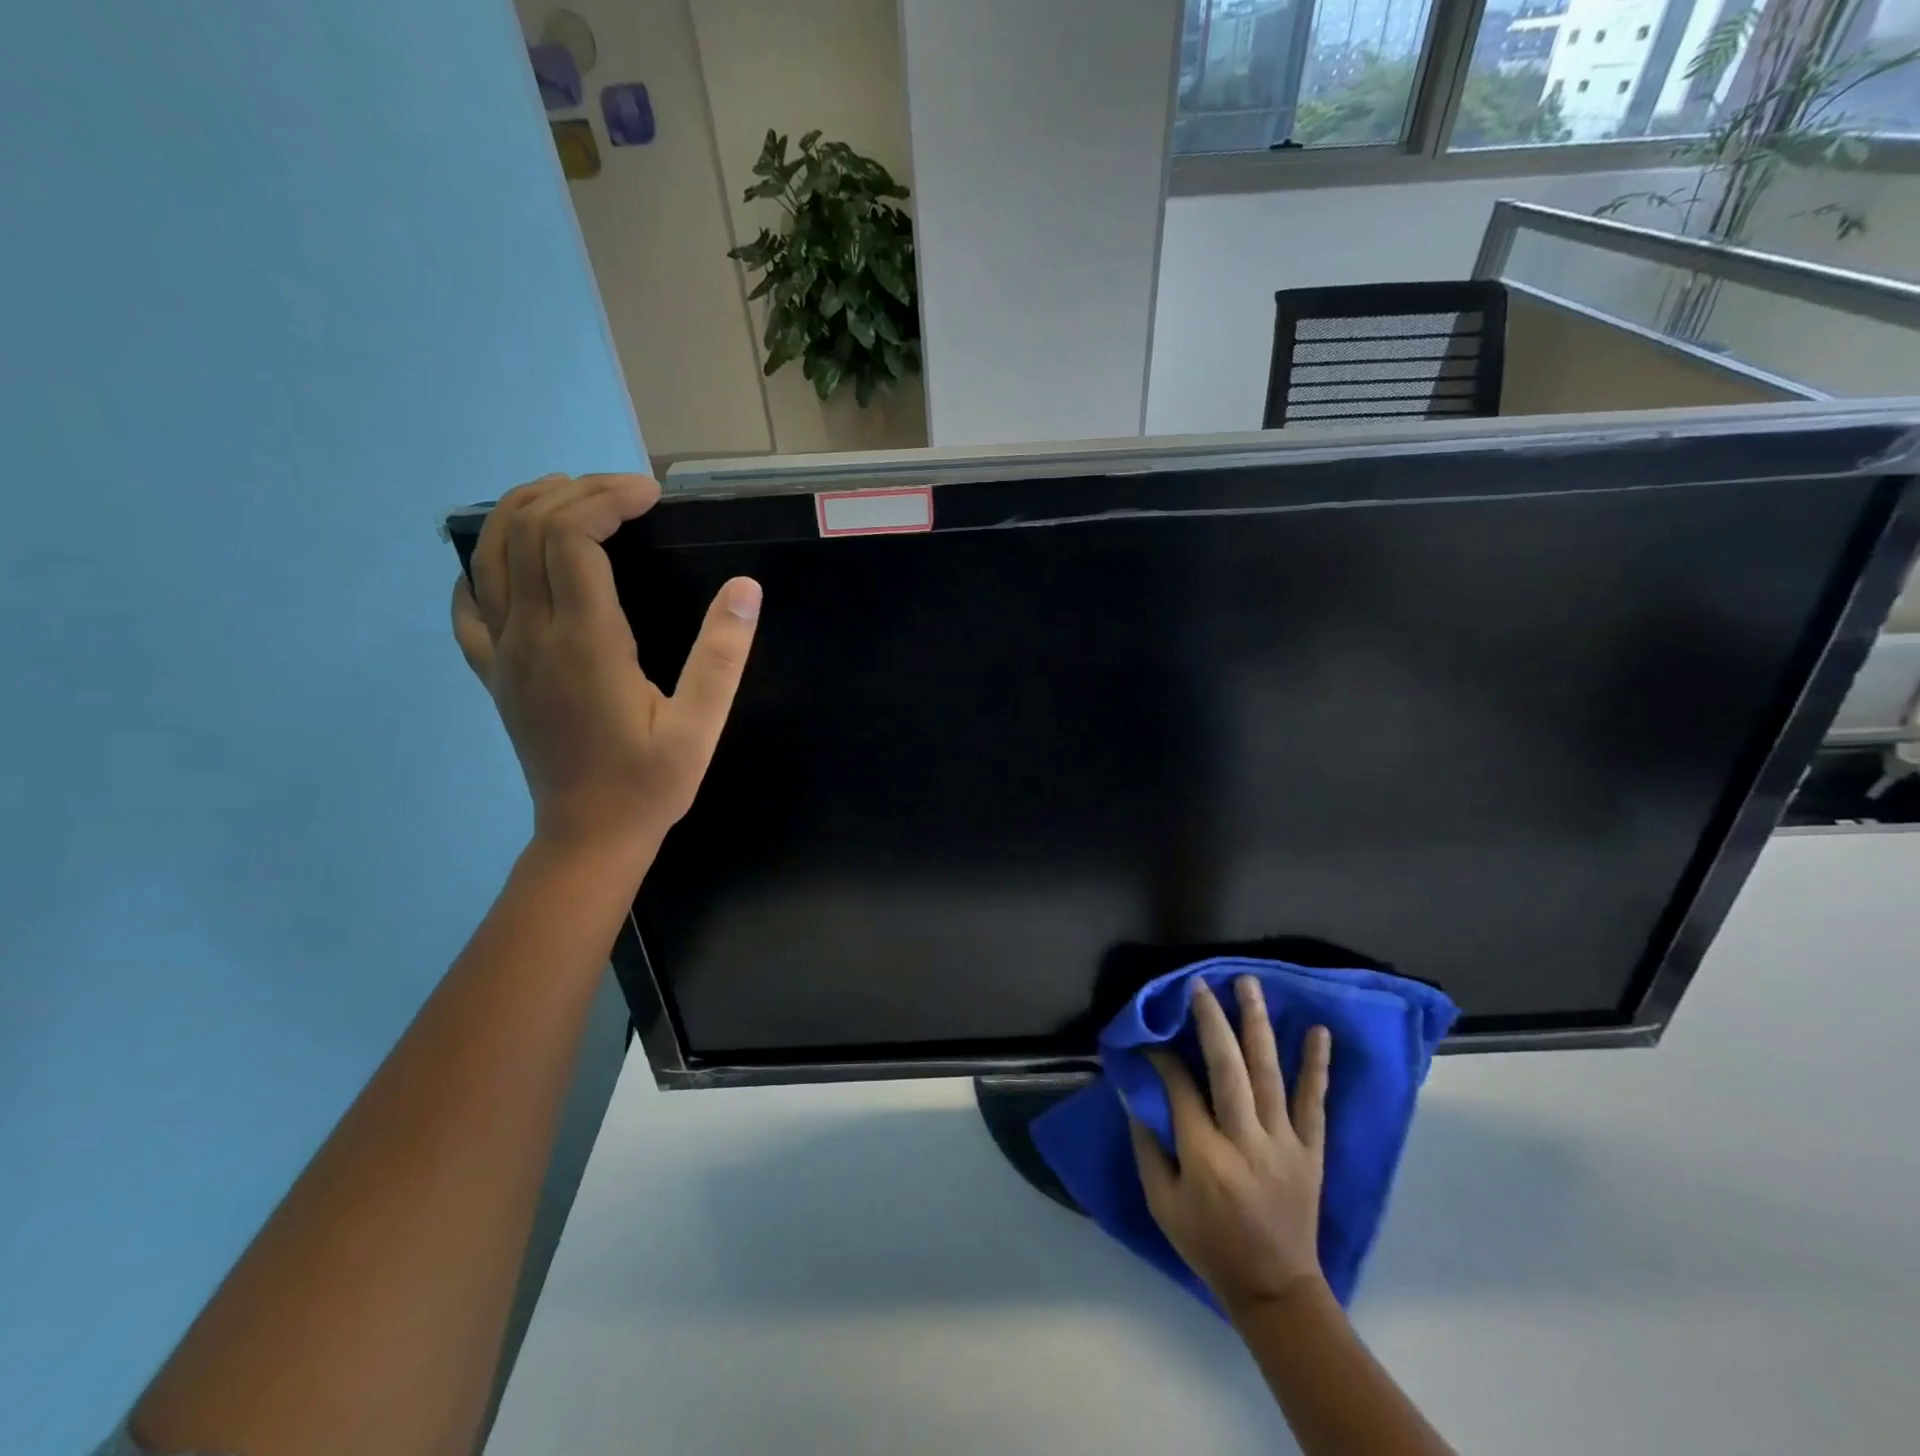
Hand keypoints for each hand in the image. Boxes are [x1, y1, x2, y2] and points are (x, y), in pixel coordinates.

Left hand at [452, 473, 760, 861]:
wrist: (588, 837)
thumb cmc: (649, 783)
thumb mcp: (700, 726)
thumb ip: (722, 655)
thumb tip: (745, 589)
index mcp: (584, 642)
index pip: (572, 536)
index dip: (607, 498)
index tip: (650, 496)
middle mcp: (531, 635)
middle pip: (526, 530)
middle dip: (574, 492)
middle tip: (625, 494)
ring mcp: (503, 653)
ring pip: (489, 555)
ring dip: (525, 511)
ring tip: (572, 498)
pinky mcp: (494, 673)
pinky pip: (469, 604)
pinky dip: (484, 565)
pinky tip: (512, 562)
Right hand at [1130, 977, 1332, 1319]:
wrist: (1275, 1289)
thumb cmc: (1209, 1244)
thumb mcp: (1162, 1204)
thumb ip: (1147, 1146)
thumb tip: (1136, 1094)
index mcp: (1205, 1155)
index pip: (1181, 1088)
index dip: (1163, 1057)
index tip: (1152, 1036)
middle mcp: (1246, 1141)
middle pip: (1228, 1069)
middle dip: (1212, 1022)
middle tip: (1200, 985)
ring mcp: (1284, 1143)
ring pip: (1269, 1074)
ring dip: (1258, 1025)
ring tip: (1249, 985)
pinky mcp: (1311, 1151)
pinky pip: (1314, 1103)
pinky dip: (1317, 1066)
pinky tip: (1318, 1031)